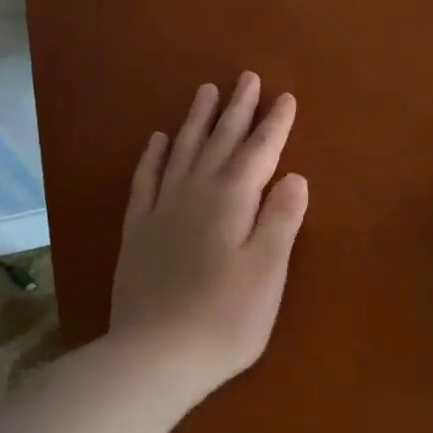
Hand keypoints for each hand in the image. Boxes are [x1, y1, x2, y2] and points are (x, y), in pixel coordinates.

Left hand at [108, 73, 308, 401]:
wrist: (155, 355)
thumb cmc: (225, 317)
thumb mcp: (268, 270)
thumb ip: (281, 218)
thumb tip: (294, 176)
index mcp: (232, 200)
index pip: (259, 152)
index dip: (274, 124)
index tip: (285, 96)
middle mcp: (195, 193)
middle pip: (219, 141)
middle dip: (236, 109)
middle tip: (246, 77)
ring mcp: (161, 209)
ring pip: (181, 151)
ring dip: (196, 120)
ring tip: (206, 91)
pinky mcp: (138, 230)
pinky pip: (145, 180)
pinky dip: (153, 156)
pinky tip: (156, 139)